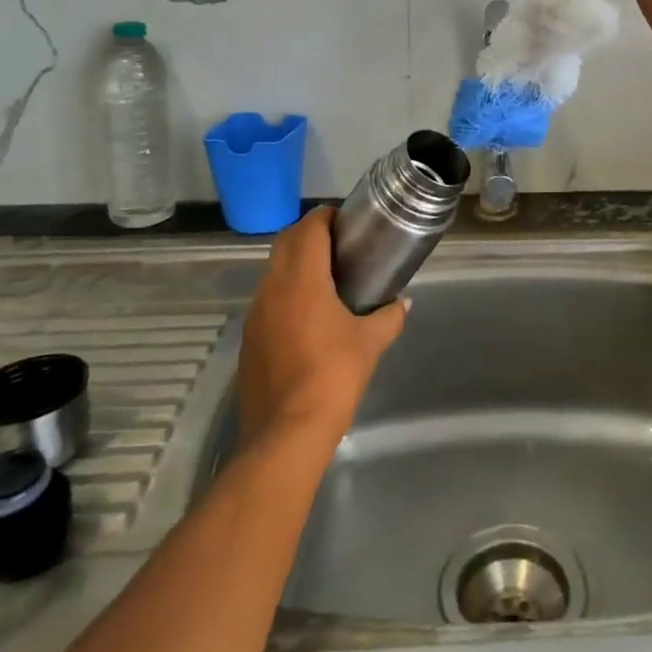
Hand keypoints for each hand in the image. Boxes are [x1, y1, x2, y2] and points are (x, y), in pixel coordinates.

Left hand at [236, 207, 405, 448]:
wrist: (285, 434)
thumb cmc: (332, 376)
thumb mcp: (370, 343)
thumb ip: (388, 317)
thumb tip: (402, 303)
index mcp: (301, 279)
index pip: (309, 228)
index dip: (327, 217)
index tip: (349, 223)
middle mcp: (272, 287)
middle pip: (286, 242)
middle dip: (310, 235)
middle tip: (341, 245)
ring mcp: (256, 314)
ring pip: (274, 271)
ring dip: (296, 264)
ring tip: (328, 278)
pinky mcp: (249, 339)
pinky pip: (268, 300)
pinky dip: (287, 293)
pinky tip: (309, 316)